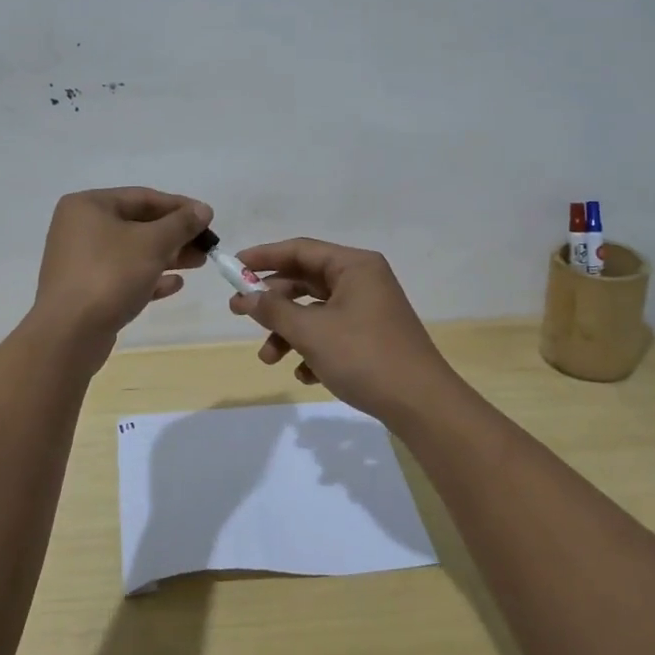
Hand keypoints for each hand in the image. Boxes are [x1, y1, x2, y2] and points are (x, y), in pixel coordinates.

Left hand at [33, 187, 211, 341]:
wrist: (69, 334)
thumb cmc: (110, 275)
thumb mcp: (152, 243)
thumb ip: (181, 224)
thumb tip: (203, 209)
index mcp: (88, 206)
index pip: (142, 197)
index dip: (179, 206)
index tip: (208, 218)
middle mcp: (80, 228)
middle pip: (137, 224)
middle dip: (175, 234)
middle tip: (207, 245)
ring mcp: (81, 261)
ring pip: (132, 252)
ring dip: (167, 256)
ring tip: (199, 263)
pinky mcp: (86, 290)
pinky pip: (123, 276)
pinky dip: (149, 277)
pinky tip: (176, 284)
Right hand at [229, 238, 461, 420]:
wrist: (421, 404)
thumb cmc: (364, 356)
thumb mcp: (311, 332)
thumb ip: (274, 310)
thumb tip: (246, 297)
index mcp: (354, 266)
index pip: (300, 249)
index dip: (264, 257)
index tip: (233, 267)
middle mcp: (363, 281)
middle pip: (306, 281)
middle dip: (272, 302)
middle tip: (238, 313)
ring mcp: (369, 310)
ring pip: (316, 312)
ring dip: (289, 332)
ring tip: (269, 359)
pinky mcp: (372, 338)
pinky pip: (332, 333)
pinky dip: (313, 349)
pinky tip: (305, 374)